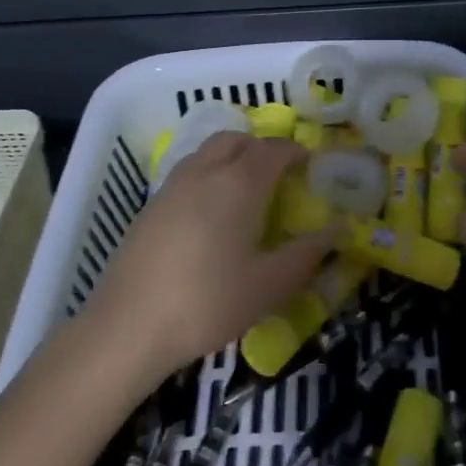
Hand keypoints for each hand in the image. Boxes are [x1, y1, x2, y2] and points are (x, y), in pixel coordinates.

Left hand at [83, 132, 330, 381]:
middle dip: (260, 147)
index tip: (309, 164)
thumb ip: (307, 254)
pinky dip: (207, 174)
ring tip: (244, 188)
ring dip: (231, 156)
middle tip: (278, 172)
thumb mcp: (270, 285)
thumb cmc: (209, 302)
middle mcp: (205, 172)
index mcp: (240, 183)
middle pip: (236, 139)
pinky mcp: (150, 206)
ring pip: (207, 152)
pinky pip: (187, 172)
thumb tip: (338, 231)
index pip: (273, 150)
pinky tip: (210, 213)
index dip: (294, 151)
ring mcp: (172, 186)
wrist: (128, 326)